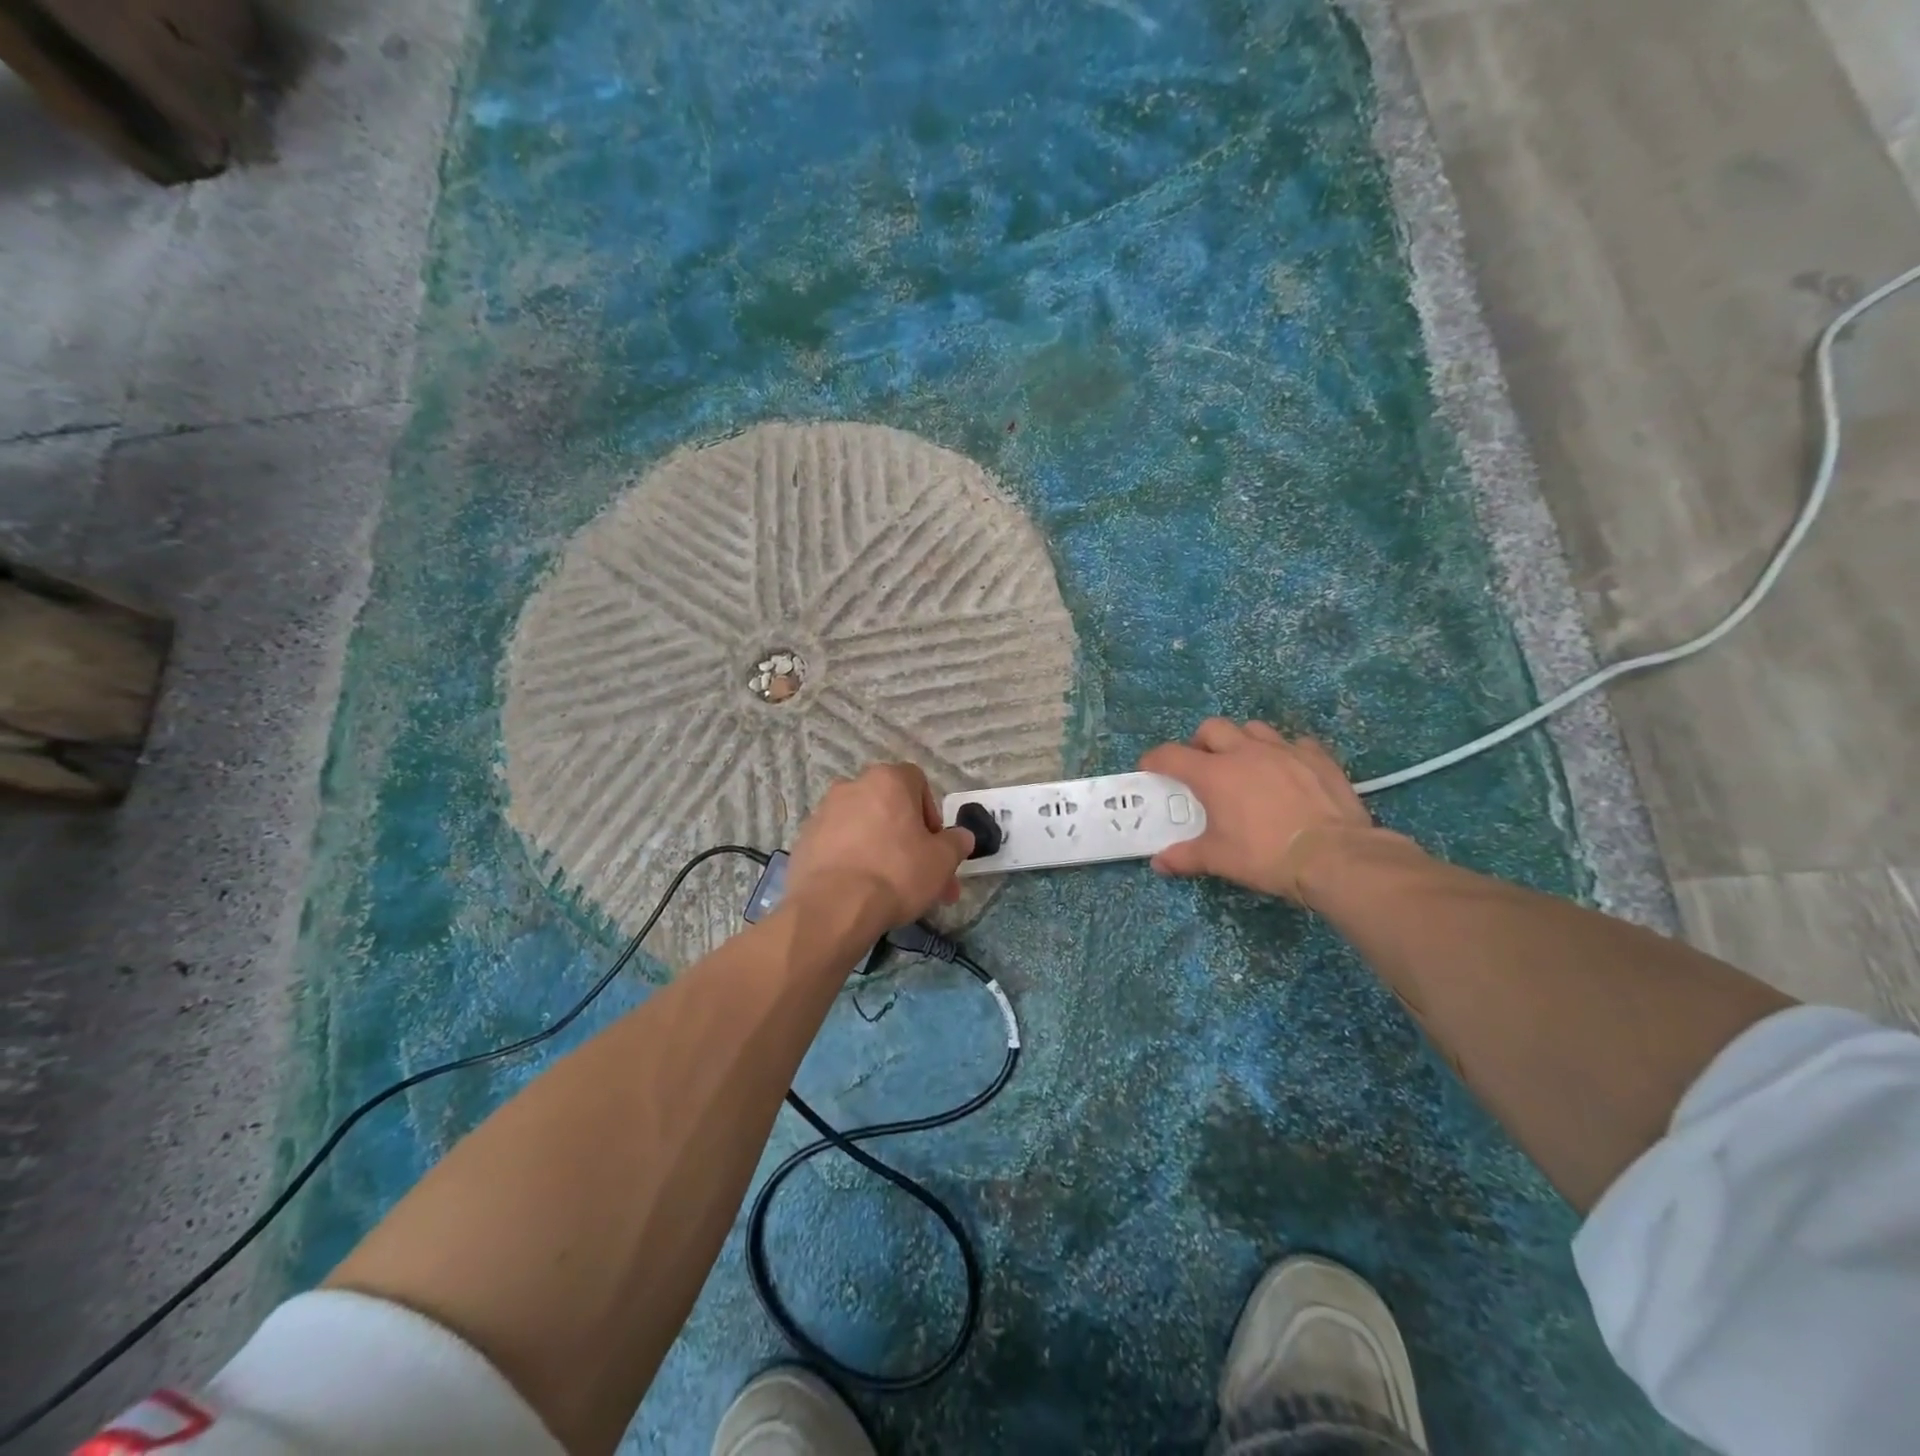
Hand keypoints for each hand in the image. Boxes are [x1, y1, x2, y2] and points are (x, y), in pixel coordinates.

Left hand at [785, 764, 974, 937]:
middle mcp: (852, 786)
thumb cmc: (896, 873)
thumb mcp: (942, 860)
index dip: (931, 813)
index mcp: (887, 780)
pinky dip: (852, 860)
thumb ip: (956, 843)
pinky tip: (860, 890)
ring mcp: (824, 812)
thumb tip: (962, 837)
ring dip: (879, 849)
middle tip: (921, 877)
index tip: (934, 845)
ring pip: (864, 827)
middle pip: (889, 808)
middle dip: (908, 840)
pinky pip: (838, 845)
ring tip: (890, 890)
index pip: (917, 782)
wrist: (834, 907)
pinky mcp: (805, 840)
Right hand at [1139, 719, 1369, 902]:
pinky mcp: (1317, 757)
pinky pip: (1295, 743)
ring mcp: (1284, 750)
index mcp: (1214, 774)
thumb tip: (1159, 863)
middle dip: (1201, 742)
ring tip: (1246, 764)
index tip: (1150, 768)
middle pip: (1212, 728)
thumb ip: (1185, 856)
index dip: (1155, 759)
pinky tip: (1288, 771)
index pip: (1171, 755)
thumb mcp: (1219, 859)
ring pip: (1254, 728)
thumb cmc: (1265, 855)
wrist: (1333, 856)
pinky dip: (1286, 752)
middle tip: (1202, 765)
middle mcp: (1245, 752)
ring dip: (1242, 741)